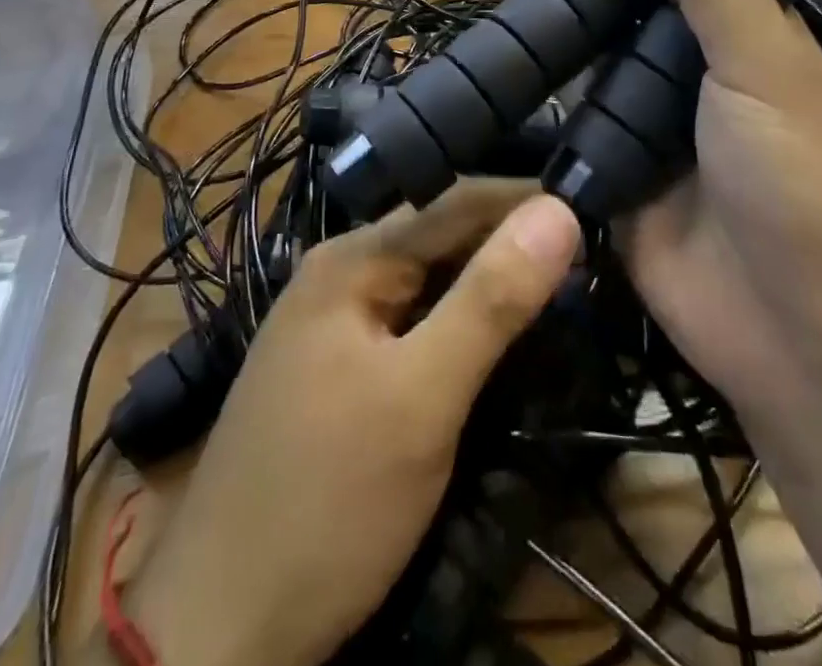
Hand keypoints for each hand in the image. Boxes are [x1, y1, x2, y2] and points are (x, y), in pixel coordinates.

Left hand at [120, 183, 580, 665]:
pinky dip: (463, 322)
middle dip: (512, 240)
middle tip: (593, 253)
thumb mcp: (422, 397)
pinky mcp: (343, 369)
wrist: (222, 626)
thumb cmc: (327, 500)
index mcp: (353, 257)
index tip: (598, 205)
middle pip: (442, 236)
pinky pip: (415, 322)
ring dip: (491, 282)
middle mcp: (342, 272)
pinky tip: (500, 333)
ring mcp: (338, 323)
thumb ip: (491, 300)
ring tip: (564, 284)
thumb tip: (558, 209)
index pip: (456, 200)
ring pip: (431, 281)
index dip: (526, 199)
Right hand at [493, 0, 821, 437]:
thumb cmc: (801, 185)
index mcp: (751, 36)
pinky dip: (542, 68)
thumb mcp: (769, 69)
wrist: (797, 335)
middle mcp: (700, 68)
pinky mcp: (613, 162)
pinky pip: (572, 104)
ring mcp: (652, 116)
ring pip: (597, 39)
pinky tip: (507, 37)